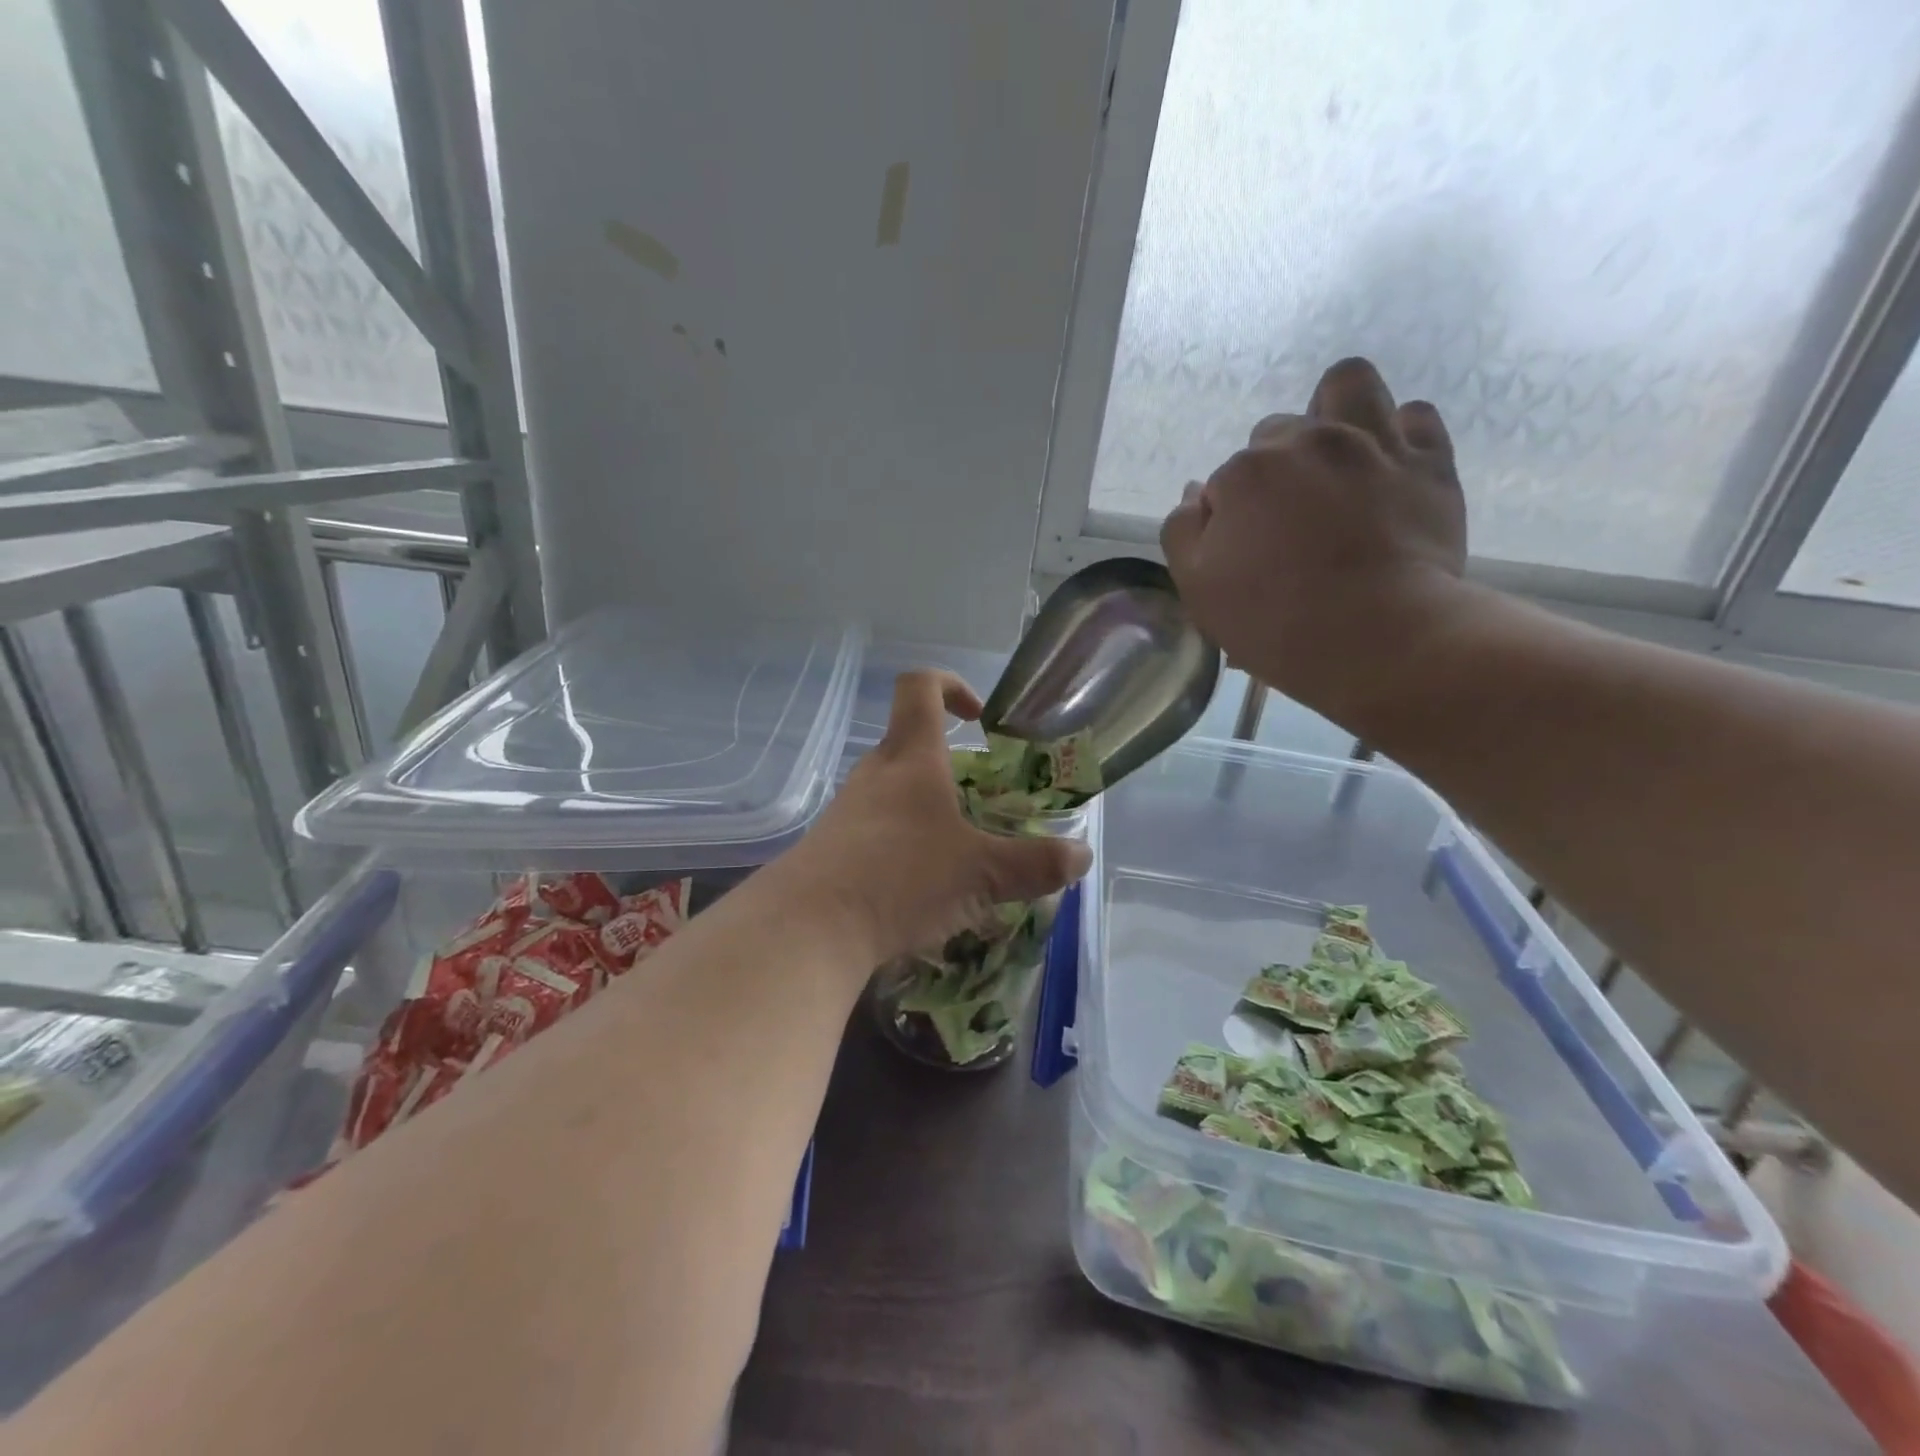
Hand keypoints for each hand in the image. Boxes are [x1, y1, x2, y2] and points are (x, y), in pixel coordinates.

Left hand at [780, 671, 1092, 966]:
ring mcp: (847, 808)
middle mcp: (876, 773)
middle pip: (911, 744)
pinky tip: (920, 888)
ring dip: (927, 810)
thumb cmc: (901, 878)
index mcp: (912, 758)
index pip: (921, 687)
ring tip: (958, 856)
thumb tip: (1081, 856)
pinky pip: (875, 828)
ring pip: (893, 790)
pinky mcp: (831, 845)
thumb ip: (1035, 864)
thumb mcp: (981, 874)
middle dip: (951, 766)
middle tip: (982, 804)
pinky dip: (902, 843)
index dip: (952, 686)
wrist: (809, 927)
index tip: (979, 718)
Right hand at [1160, 357, 1470, 725]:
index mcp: (1246, 473)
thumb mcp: (1198, 589)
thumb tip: (1196, 493)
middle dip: (1274, 469)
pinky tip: (1385, 468)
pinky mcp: (1428, 462)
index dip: (1229, 519)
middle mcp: (1307, 441)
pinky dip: (1396, 435)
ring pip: (1347, 385)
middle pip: (1276, 434)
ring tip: (1334, 457)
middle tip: (1287, 522)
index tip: (1244, 556)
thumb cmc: (1275, 622)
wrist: (1379, 638)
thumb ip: (1183, 532)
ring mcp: (1372, 443)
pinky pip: (1415, 416)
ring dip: (1333, 412)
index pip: (1224, 482)